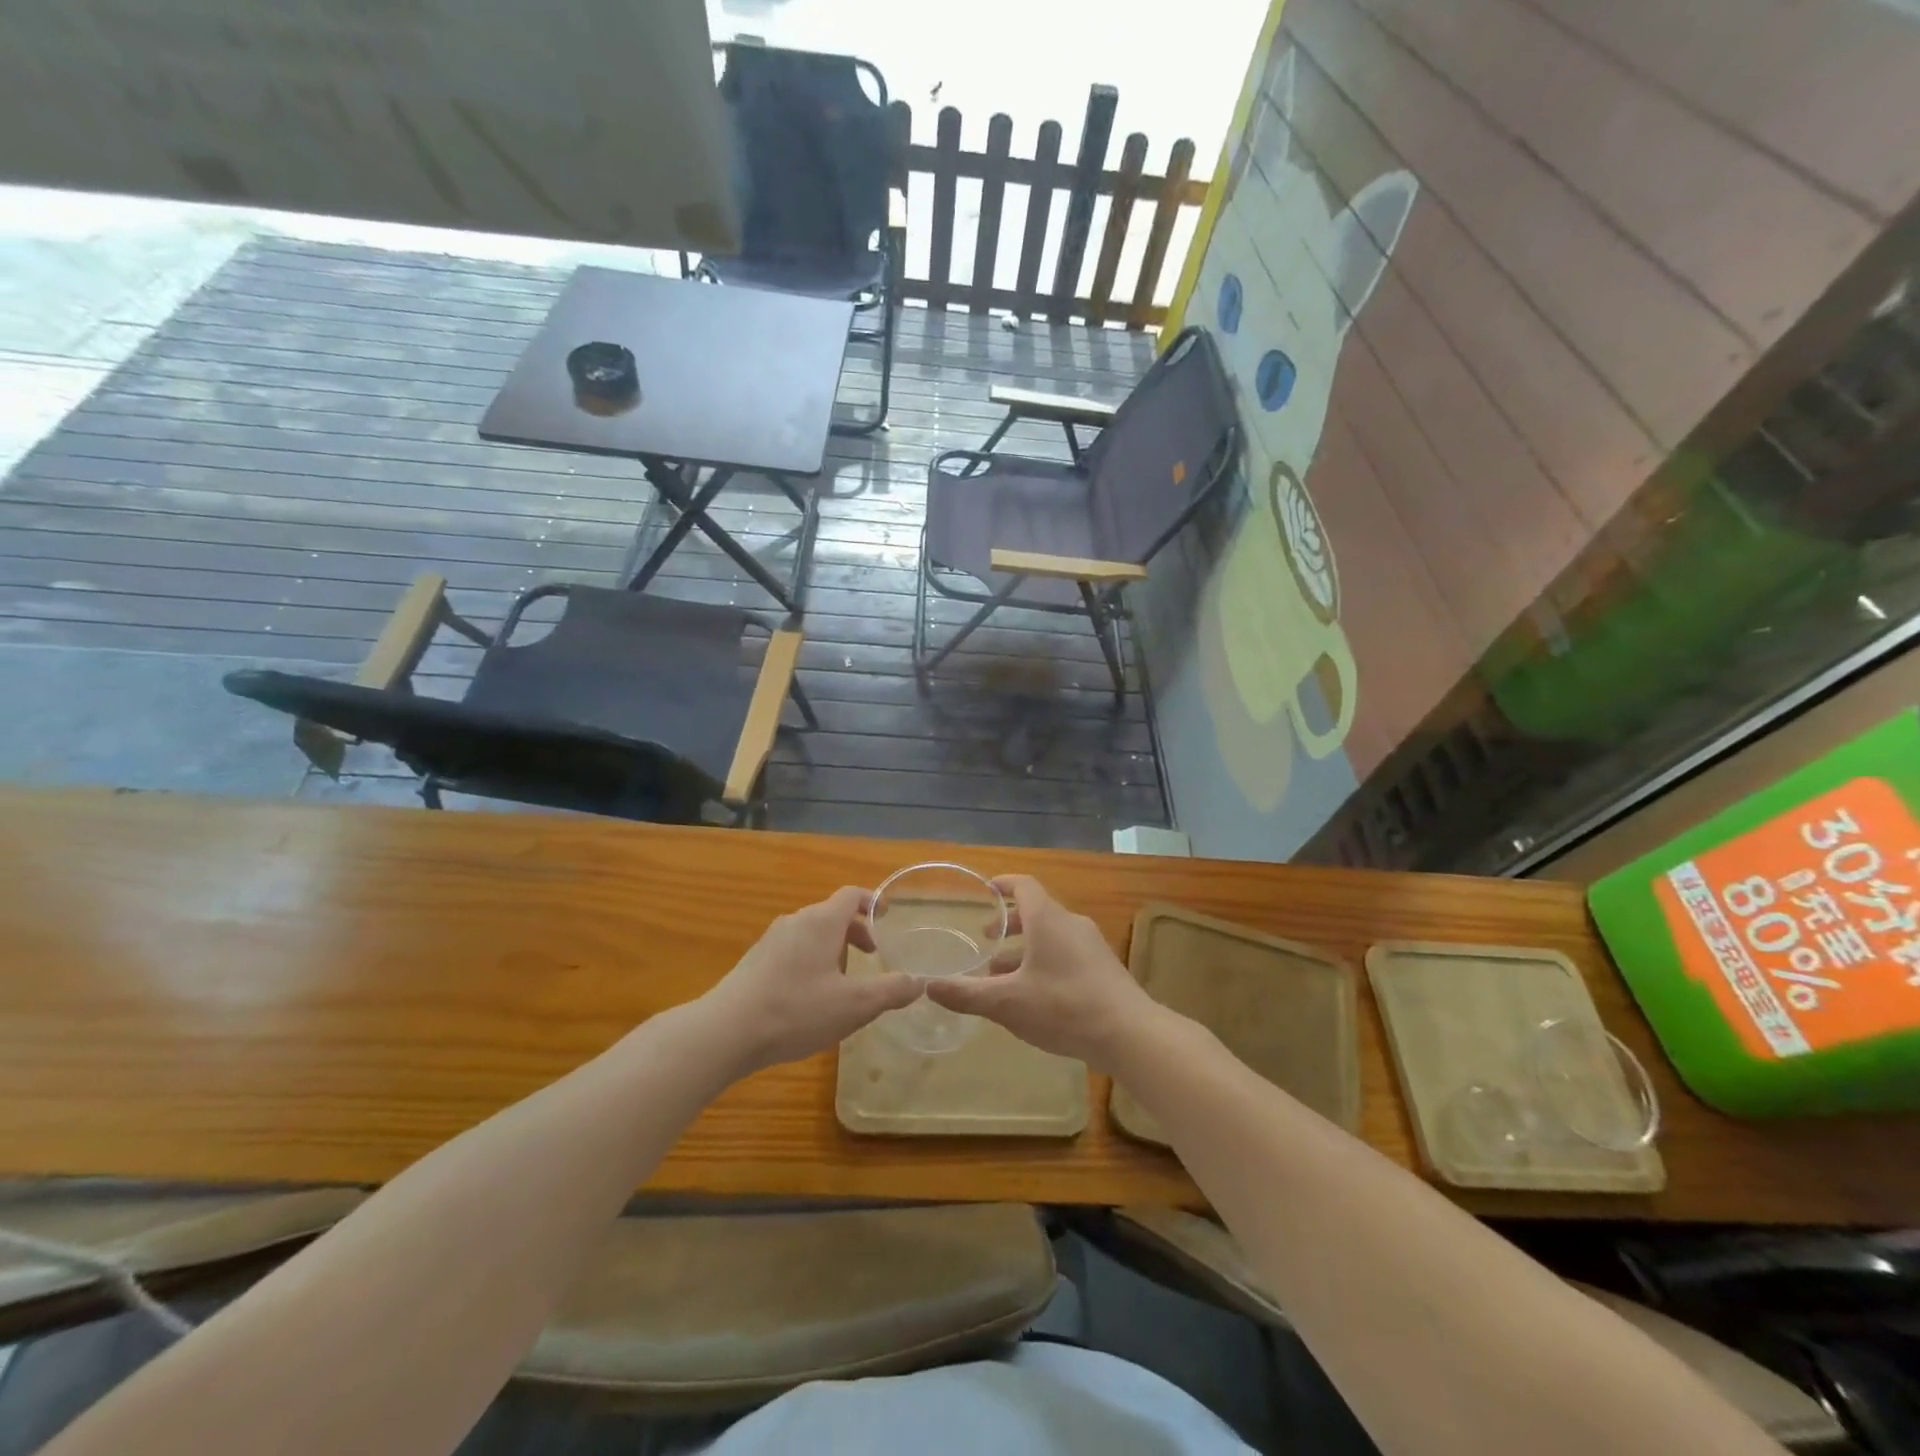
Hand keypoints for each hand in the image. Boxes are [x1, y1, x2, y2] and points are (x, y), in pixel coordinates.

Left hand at [696, 887, 922, 1074]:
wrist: (725, 1032)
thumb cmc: (796, 1010)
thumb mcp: (854, 1005)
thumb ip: (890, 991)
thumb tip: (918, 982)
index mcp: (821, 922)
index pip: (851, 896)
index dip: (873, 901)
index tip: (888, 916)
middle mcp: (795, 922)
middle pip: (832, 915)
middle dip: (856, 932)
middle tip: (872, 957)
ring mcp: (771, 941)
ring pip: (811, 934)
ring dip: (833, 949)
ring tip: (843, 983)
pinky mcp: (754, 962)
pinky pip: (793, 950)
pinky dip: (811, 961)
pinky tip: (811, 998)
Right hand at [924, 875, 1159, 1067]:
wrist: (1130, 1034)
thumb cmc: (1063, 1007)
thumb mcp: (1007, 1002)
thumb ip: (965, 993)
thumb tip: (927, 986)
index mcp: (1048, 919)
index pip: (1024, 885)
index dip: (1003, 884)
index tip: (985, 890)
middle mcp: (1071, 924)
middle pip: (1038, 911)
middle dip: (1010, 923)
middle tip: (986, 938)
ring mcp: (1092, 946)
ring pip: (1052, 935)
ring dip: (1026, 947)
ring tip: (1002, 973)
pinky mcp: (1104, 968)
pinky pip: (1067, 953)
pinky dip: (1045, 961)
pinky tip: (1034, 994)